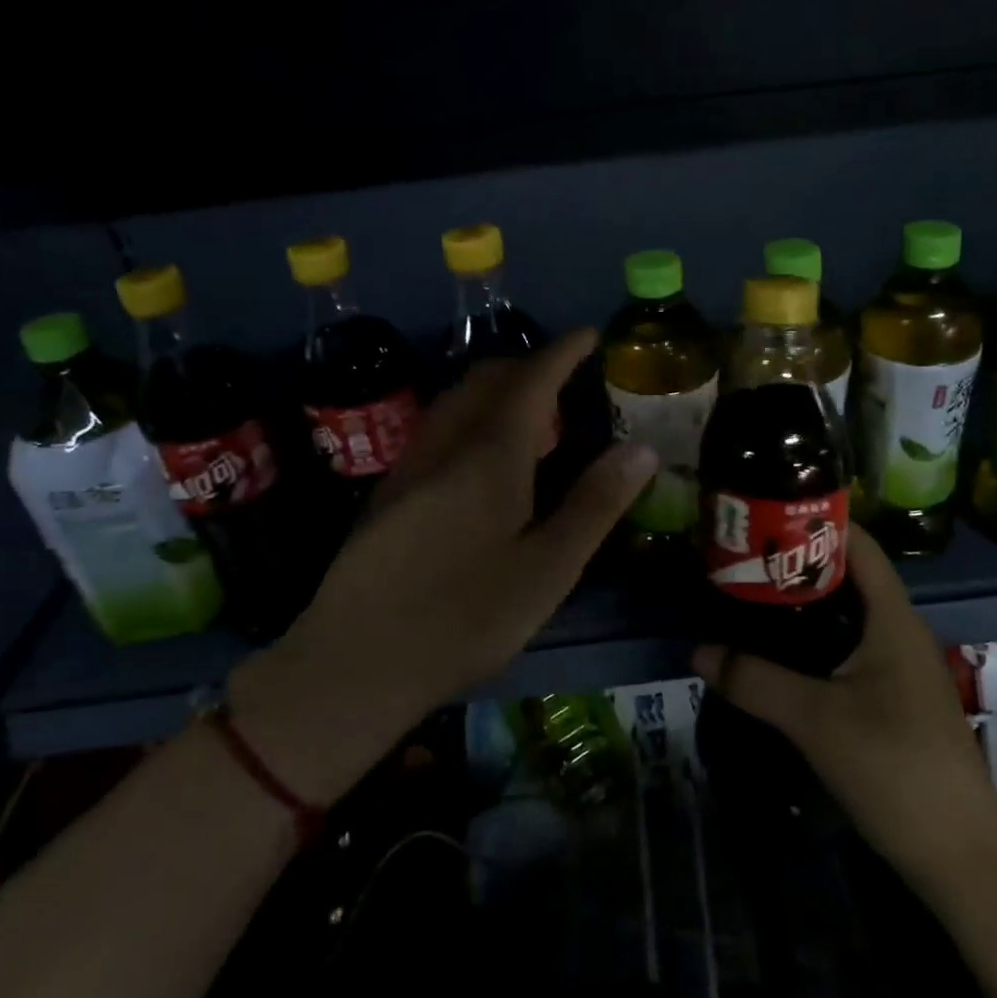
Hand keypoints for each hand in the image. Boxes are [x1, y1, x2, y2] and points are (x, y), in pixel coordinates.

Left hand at [232, 330, 657, 804]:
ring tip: (528, 410)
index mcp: (489, 457)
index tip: (588, 334)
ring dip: (494, 389)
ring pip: (455, 402)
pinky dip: (470, 417)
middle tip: (563, 372)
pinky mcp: (388, 495)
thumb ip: (594, 505)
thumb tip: (642, 448)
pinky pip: (437, 429)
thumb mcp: (547, 570)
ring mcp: (409, 468)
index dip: (561, 352)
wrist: (355, 663)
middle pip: (485, 381)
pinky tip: (480, 456)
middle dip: (526, 364)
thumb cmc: (464, 618)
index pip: (530, 381)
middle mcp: (445, 447)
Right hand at [692, 524, 996, 870]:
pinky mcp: (894, 700)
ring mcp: (901, 668)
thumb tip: (698, 650)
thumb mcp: (815, 719)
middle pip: (848, 578)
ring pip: (847, 617)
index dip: (815, 521)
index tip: (764, 515)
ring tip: (751, 598)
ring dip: (804, 606)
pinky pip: (849, 650)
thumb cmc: (894, 768)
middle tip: (744, 559)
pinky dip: (814, 640)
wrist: (960, 859)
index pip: (858, 545)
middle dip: (796, 564)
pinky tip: (780, 655)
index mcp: (893, 619)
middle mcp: (900, 633)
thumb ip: (754, 680)